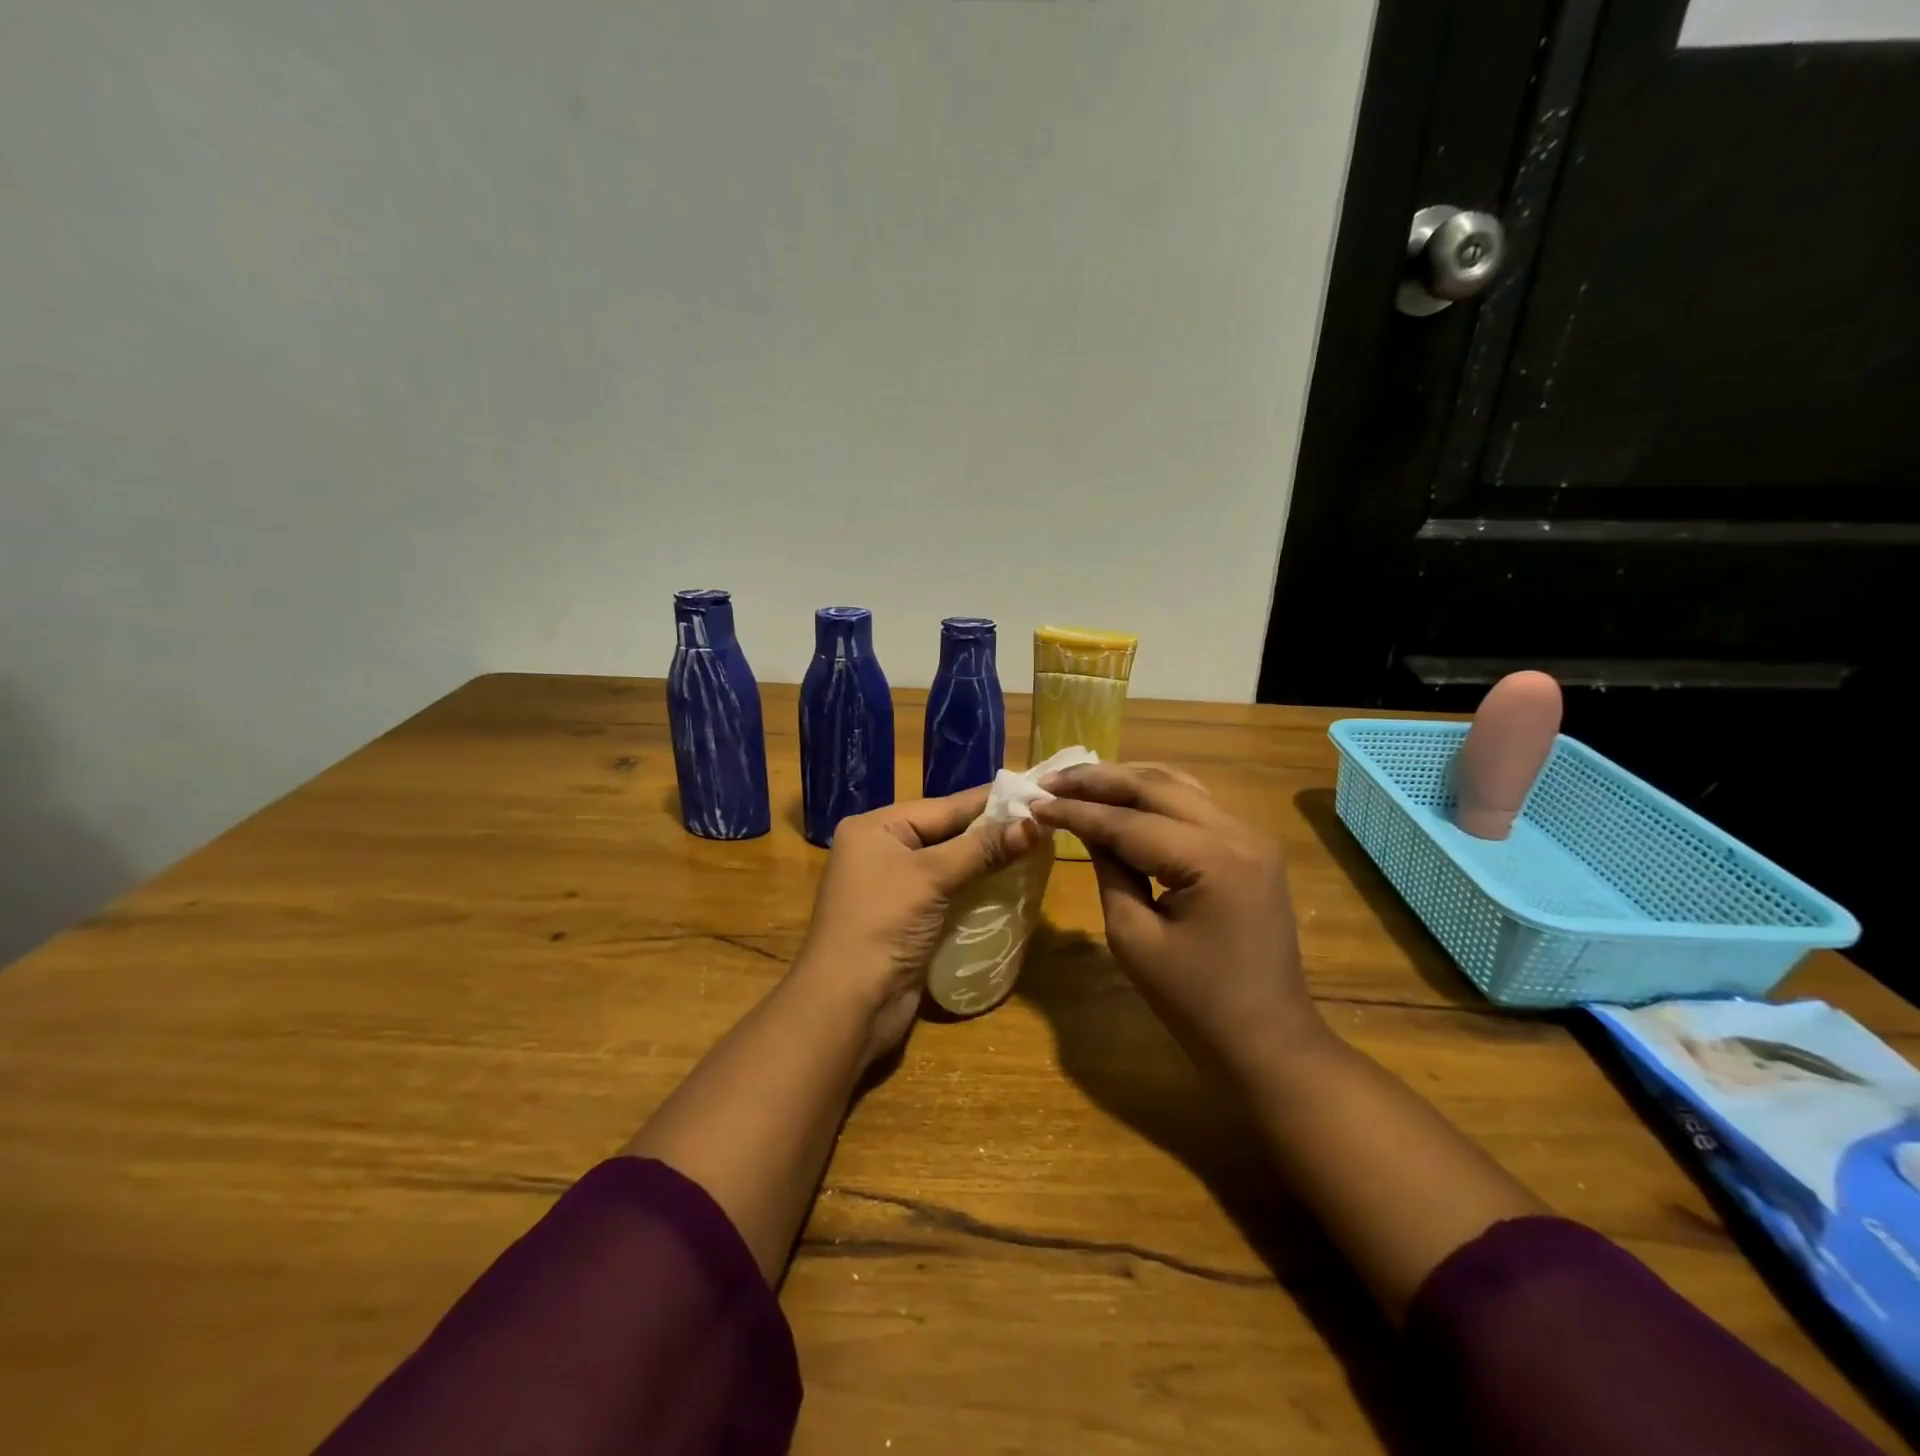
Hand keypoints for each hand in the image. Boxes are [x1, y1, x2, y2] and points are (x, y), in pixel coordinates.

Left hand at [792, 789, 1040, 1065]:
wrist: (848, 1004)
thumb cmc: (883, 924)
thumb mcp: (932, 876)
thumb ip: (982, 848)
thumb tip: (1035, 824)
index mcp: (875, 828)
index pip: (943, 806)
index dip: (989, 801)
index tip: (1034, 792)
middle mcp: (881, 850)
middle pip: (946, 832)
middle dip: (991, 830)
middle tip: (1041, 821)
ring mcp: (892, 887)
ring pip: (949, 863)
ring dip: (986, 860)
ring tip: (1034, 848)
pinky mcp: (906, 919)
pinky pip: (947, 891)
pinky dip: (974, 887)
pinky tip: (1008, 883)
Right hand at [1030, 763, 1329, 1082]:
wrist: (1268, 1042)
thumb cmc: (1195, 1003)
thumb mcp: (1134, 937)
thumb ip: (1109, 870)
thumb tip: (1084, 826)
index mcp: (1212, 859)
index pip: (1129, 821)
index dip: (1077, 810)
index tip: (1034, 802)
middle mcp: (1238, 833)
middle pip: (1155, 787)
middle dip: (1098, 780)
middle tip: (1049, 780)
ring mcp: (1251, 837)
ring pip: (1178, 786)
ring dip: (1126, 781)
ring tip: (1078, 782)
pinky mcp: (1250, 849)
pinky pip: (1195, 806)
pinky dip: (1153, 797)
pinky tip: (1121, 798)